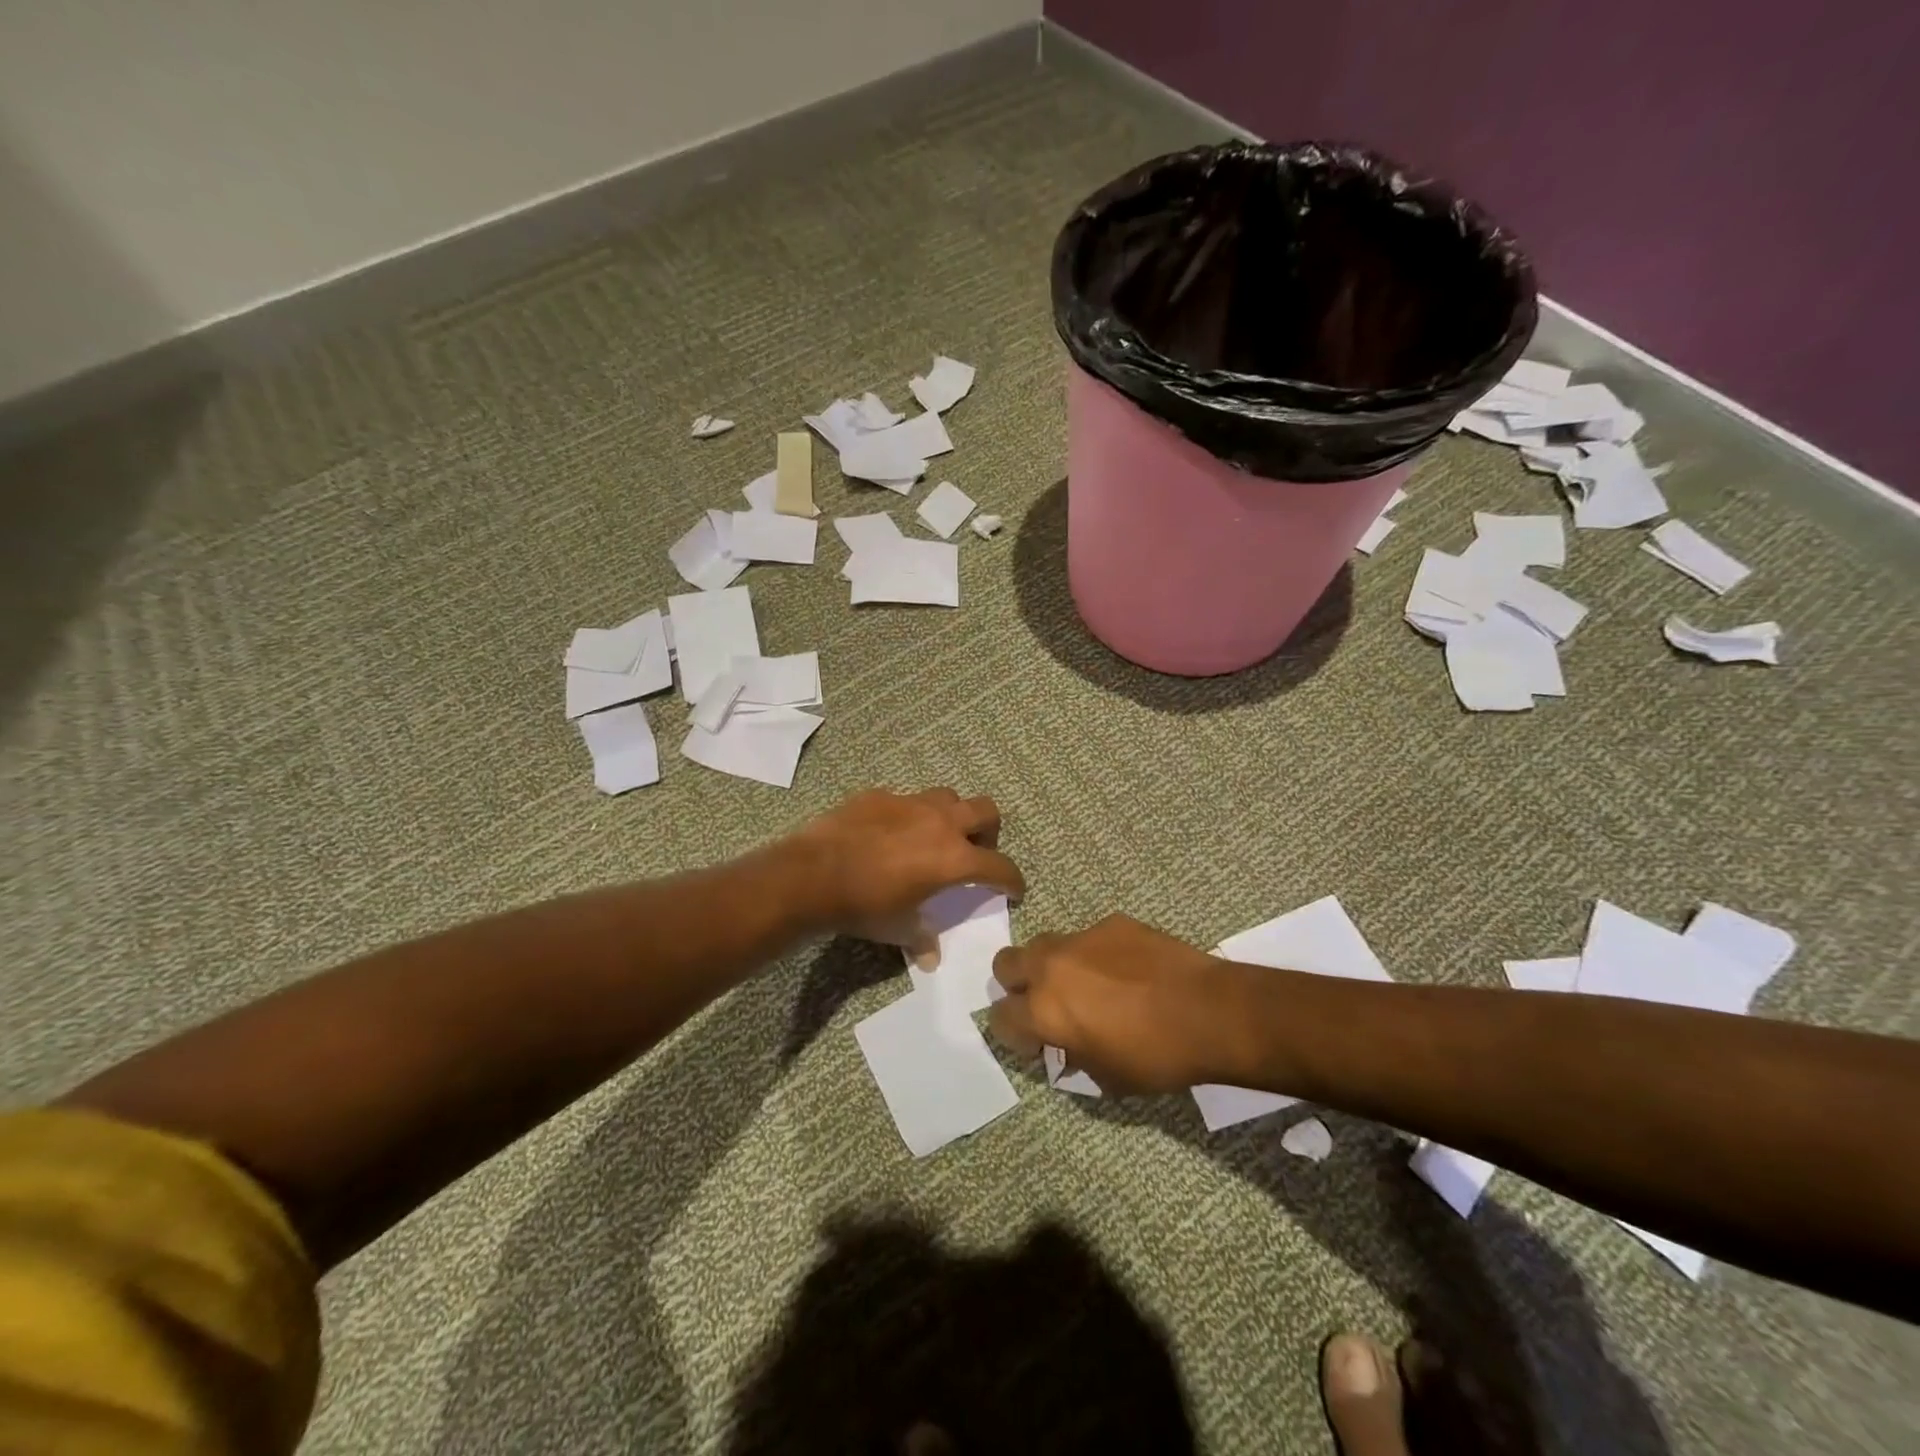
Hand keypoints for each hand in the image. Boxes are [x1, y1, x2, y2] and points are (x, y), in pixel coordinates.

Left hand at [789, 788, 1024, 958]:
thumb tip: (930, 959)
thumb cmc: (865, 906)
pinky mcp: (880, 795)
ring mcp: (909, 802)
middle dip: (990, 831)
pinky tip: (890, 834)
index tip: (1014, 889)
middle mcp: (940, 822)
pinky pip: (906, 800)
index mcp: (953, 858)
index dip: (1013, 880)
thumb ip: (921, 939)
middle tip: (976, 852)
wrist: (813, 874)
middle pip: (985, 811)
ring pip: (948, 797)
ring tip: (935, 837)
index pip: (999, 866)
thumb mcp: (898, 928)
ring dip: (951, 815)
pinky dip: (908, 815)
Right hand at [988, 915, 1243, 1093]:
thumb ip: (1074, 1058)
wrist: (1209, 1011)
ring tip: (1088, 986)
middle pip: (1005, 964)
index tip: (1037, 1043)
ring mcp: (1081, 938)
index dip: (1014, 1033)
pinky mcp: (1112, 923)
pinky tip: (1128, 972)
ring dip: (1054, 966)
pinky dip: (1097, 955)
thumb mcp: (1108, 1078)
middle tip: (1048, 1005)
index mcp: (1044, 1009)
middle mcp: (1051, 966)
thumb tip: (1067, 1047)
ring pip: (1045, 944)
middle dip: (1017, 985)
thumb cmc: (1156, 1057)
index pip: (1000, 1017)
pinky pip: (1089, 937)